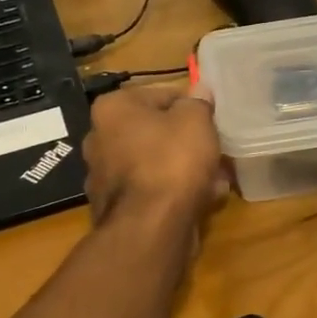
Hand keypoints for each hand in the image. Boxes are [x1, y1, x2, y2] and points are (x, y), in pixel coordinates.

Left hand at [82, 82, 225, 229]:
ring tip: (217, 176)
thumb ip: (198, 102)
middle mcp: (99, 138)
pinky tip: (204, 198)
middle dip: (186, 140)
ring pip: (154, 163)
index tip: (212, 119)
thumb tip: (199, 89)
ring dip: (184, 168)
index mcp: (112, 109)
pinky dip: (174, 192)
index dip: (190, 105)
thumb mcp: (195, 121)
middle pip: (154, 131)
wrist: (150, 228)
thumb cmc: (171, 160)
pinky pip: (151, 191)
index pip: (159, 95)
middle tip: (215, 147)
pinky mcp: (114, 208)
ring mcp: (103, 176)